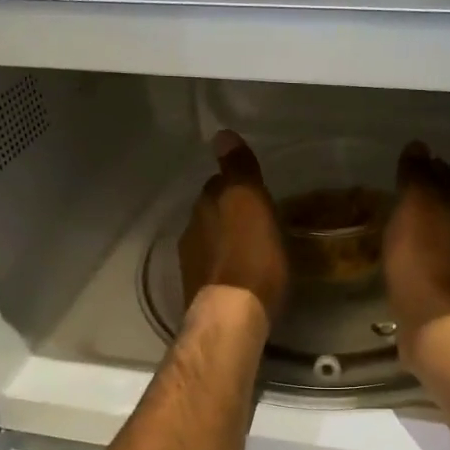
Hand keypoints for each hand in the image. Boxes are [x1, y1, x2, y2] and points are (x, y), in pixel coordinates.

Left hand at [178, 130, 288, 322]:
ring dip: (228, 242)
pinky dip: (228, 267)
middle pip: (212, 214)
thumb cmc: (251, 255)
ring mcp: (193, 266)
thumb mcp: (250, 202)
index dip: (236, 186)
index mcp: (205, 207)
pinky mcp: (200, 294)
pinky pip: (215, 270)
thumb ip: (238, 169)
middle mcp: (192, 232)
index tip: (255, 192)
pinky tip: (244, 276)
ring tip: (254, 249)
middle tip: (257, 220)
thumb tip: (221, 134)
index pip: (217, 185)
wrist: (232, 315)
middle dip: (229, 214)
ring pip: (211, 243)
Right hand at [383, 141, 449, 368]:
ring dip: (421, 223)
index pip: (444, 173)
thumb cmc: (422, 253)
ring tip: (395, 220)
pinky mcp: (444, 285)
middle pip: (445, 202)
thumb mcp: (416, 203)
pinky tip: (400, 252)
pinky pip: (428, 256)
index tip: (405, 163)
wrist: (436, 317)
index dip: (426, 166)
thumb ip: (417, 174)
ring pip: (438, 230)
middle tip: (396, 190)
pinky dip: (416, 249)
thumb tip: (419, 146)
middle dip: (425, 194)